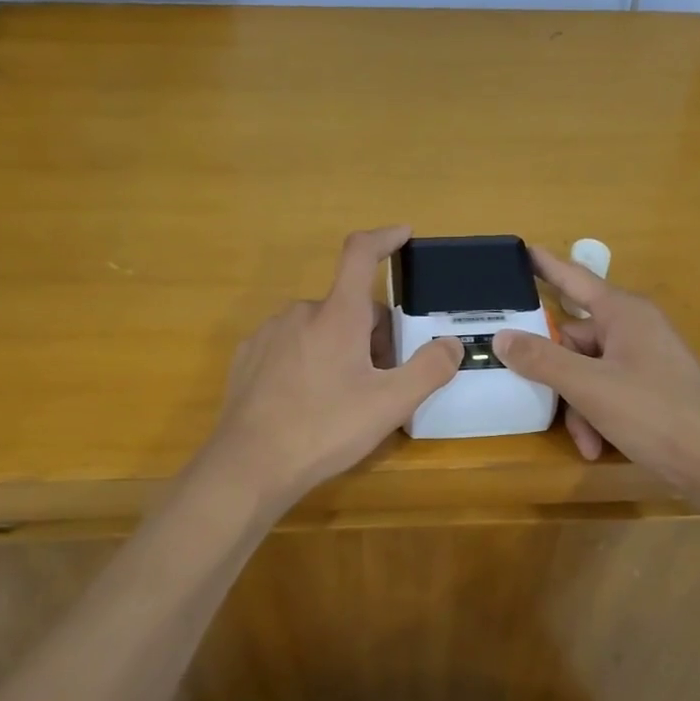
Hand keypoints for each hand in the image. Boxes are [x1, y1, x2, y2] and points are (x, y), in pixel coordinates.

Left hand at [205, 226, 461, 510]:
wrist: (249, 466)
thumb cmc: (325, 429)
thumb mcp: (390, 404)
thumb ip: (429, 369)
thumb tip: (451, 344)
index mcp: (337, 314)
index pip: (360, 254)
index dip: (385, 238)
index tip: (403, 234)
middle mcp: (300, 312)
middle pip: (349, 306)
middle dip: (373, 334)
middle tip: (382, 380)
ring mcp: (269, 334)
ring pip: (320, 327)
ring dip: (341, 347)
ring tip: (344, 398)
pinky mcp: (248, 357)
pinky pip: (291, 346)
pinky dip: (309, 360)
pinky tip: (307, 402)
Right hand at [493, 246, 699, 502]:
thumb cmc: (655, 413)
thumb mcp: (589, 387)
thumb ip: (542, 360)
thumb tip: (501, 337)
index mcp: (622, 313)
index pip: (574, 277)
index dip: (545, 265)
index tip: (519, 250)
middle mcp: (633, 328)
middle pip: (574, 337)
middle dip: (556, 374)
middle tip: (533, 395)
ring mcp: (643, 358)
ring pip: (587, 371)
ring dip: (577, 406)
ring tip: (584, 440)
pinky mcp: (650, 387)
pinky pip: (607, 390)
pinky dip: (597, 416)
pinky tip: (596, 446)